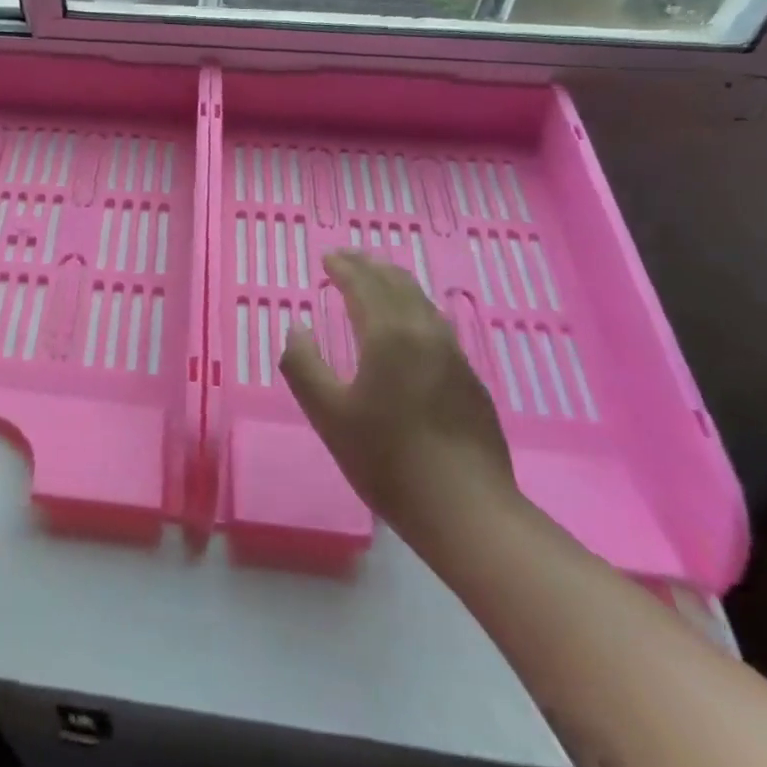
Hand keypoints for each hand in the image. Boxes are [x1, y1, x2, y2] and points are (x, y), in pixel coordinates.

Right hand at [279, 251, 516, 541]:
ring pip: (422, 303)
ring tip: (377, 280)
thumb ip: (303, 365)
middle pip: (398, 285)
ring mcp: (453, 356)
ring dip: (395, 284)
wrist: (466, 509)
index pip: (364, 286)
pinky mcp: (469, 380)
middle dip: (370, 267)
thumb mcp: (327, 414)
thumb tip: (297, 328)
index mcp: (388, 336)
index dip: (344, 268)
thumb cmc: (387, 460)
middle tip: (348, 258)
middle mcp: (425, 334)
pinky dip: (414, 308)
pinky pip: (436, 325)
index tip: (327, 257)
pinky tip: (410, 325)